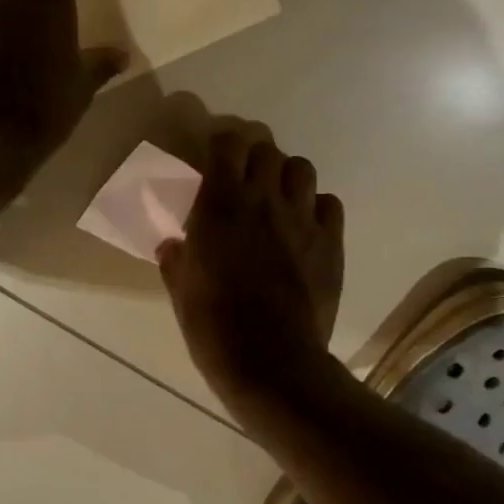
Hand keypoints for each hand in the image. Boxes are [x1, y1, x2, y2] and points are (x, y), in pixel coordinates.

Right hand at [157, 121, 344, 421]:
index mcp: (220, 206)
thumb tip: (172, 245)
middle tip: (245, 177)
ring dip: (286, 176)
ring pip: (302, 168)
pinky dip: (316, 207)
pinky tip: (305, 226)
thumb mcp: (181, 291)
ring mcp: (302, 220)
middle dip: (254, 156)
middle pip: (267, 149)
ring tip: (277, 197)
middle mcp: (263, 200)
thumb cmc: (214, 327)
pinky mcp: (331, 242)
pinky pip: (329, 203)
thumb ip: (176, 259)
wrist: (271, 362)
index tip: (214, 152)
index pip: (227, 143)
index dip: (221, 141)